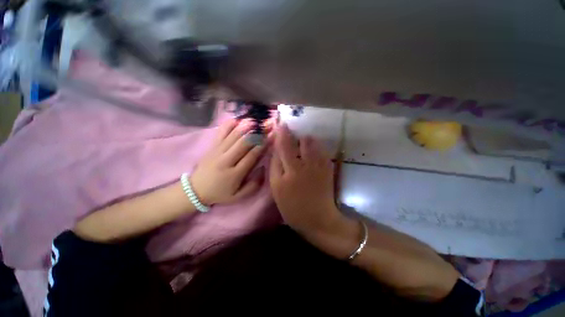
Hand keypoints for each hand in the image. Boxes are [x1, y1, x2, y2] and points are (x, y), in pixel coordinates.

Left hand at [191, 119, 268, 205]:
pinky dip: (229, 124)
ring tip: (256, 120)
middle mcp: (226, 160)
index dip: (262, 145)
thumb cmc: (220, 193)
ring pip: (233, 136)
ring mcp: (217, 151)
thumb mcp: (238, 196)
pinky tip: (237, 119)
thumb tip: (263, 168)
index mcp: (235, 174)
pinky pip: (220, 132)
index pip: (251, 156)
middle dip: (257, 133)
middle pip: (243, 143)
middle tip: (267, 125)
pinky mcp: (212, 146)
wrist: (196, 190)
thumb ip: (253, 185)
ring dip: (245, 127)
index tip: (271, 137)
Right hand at [269, 124, 341, 232]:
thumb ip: (275, 167)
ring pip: (313, 143)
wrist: (318, 218)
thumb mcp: (277, 189)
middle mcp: (306, 164)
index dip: (283, 133)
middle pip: (302, 140)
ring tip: (302, 144)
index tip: (281, 125)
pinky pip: (323, 150)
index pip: (285, 145)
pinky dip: (317, 147)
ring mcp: (319, 165)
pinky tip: (313, 152)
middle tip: (292, 138)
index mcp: (291, 170)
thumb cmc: (293, 207)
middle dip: (296, 136)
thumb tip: (276, 150)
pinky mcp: (328, 168)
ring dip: (307, 140)